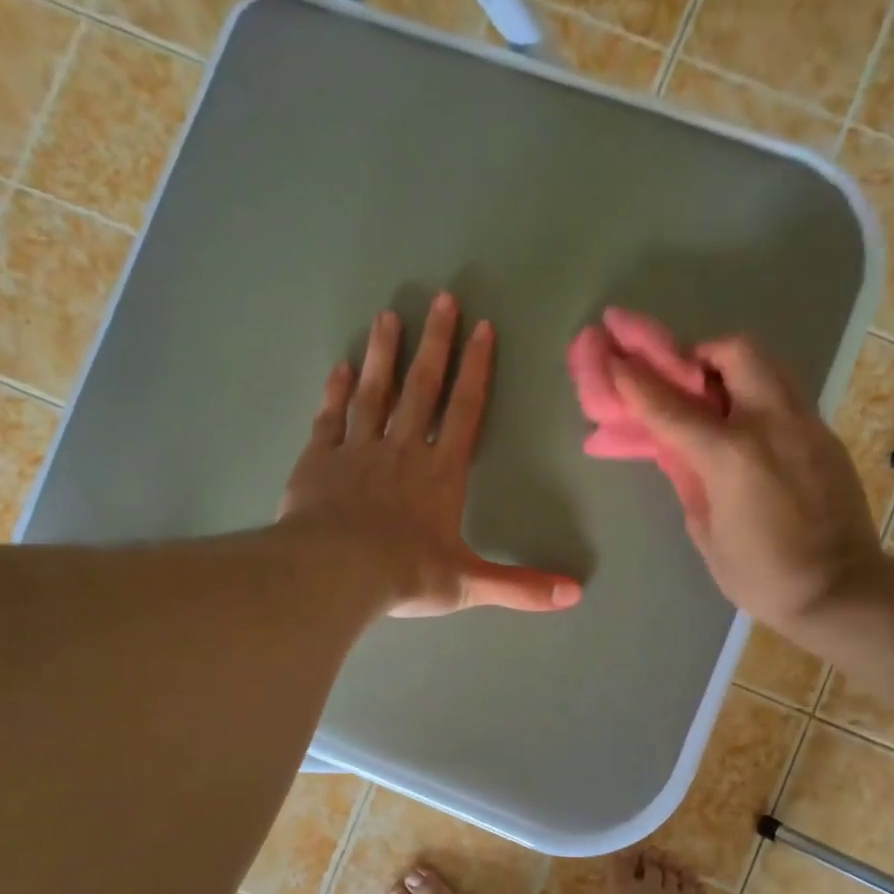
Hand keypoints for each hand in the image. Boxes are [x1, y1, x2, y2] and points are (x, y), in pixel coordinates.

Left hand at [280, 293, 582, 617]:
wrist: (333, 573)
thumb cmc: (405, 574)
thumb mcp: (469, 585)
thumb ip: (521, 586)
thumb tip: (576, 595)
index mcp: (440, 474)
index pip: (464, 411)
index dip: (476, 370)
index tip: (481, 328)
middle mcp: (401, 451)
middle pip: (421, 388)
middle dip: (434, 343)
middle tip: (441, 299)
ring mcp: (356, 451)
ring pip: (373, 393)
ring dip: (384, 354)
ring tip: (388, 316)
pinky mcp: (318, 461)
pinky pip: (330, 418)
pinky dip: (335, 392)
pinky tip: (340, 368)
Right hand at [610, 333, 893, 637]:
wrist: (840, 589)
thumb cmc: (761, 574)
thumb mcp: (706, 531)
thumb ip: (689, 479)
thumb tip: (678, 451)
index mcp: (731, 454)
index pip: (671, 405)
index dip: (637, 379)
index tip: (615, 357)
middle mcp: (771, 423)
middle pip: (735, 351)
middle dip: (702, 353)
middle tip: (684, 380)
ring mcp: (806, 424)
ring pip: (769, 365)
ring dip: (734, 369)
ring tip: (716, 401)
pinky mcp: (826, 436)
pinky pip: (787, 396)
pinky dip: (759, 398)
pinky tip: (749, 434)